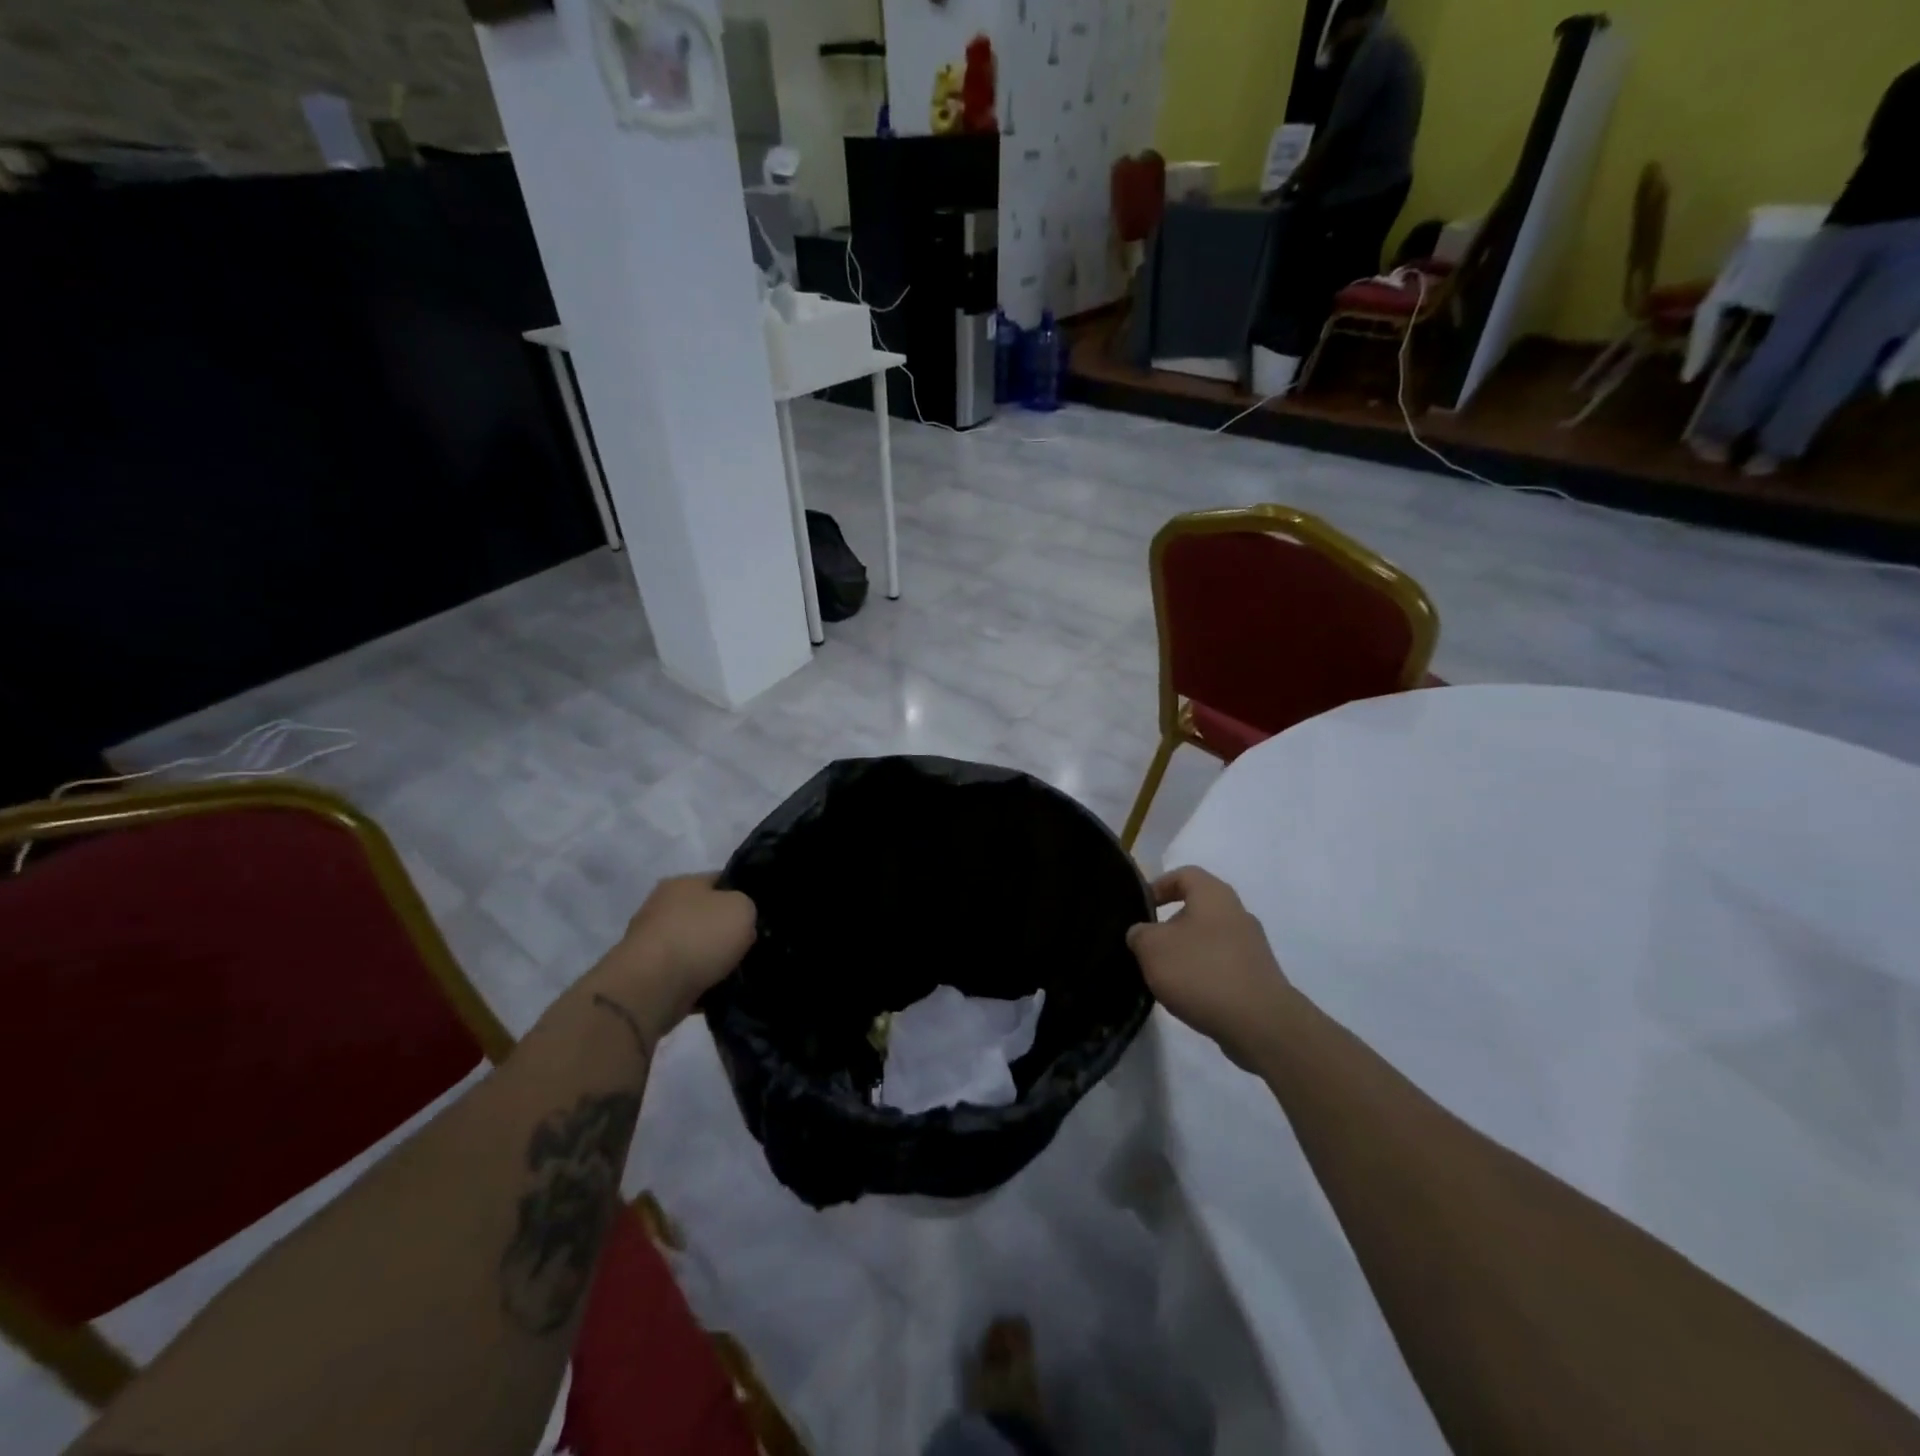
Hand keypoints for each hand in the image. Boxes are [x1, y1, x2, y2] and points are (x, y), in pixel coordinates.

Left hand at [594, 875, 756, 1041]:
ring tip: (738, 973)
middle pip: (706, 915)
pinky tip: (718, 993)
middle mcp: (663, 907)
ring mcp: (652, 943)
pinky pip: (684, 976)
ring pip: (695, 947)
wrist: (650, 989)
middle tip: (752, 945)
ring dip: (713, 960)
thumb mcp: (741, 908)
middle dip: (727, 931)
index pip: (721, 880)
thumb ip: (747, 908)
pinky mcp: (647, 976)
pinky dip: (699, 984)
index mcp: (683, 883)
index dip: (743, 894)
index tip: (760, 914)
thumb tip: (739, 922)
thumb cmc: (698, 937)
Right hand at [1127, 866, 1292, 1067]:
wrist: (1260, 1023)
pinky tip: (1190, 995)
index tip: (1140, 909)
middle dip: (1170, 925)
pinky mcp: (1259, 976)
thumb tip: (1142, 933)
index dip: (1158, 886)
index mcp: (1213, 895)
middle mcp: (1237, 912)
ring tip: (1165, 975)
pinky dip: (1204, 974)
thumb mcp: (1152, 948)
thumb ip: (1139, 934)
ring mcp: (1252, 946)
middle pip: (1198, 908)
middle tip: (1148, 946)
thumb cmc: (1200, 971)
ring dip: (1186, 952)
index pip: (1184, 874)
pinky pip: (1223, 964)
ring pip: (1210, 938)